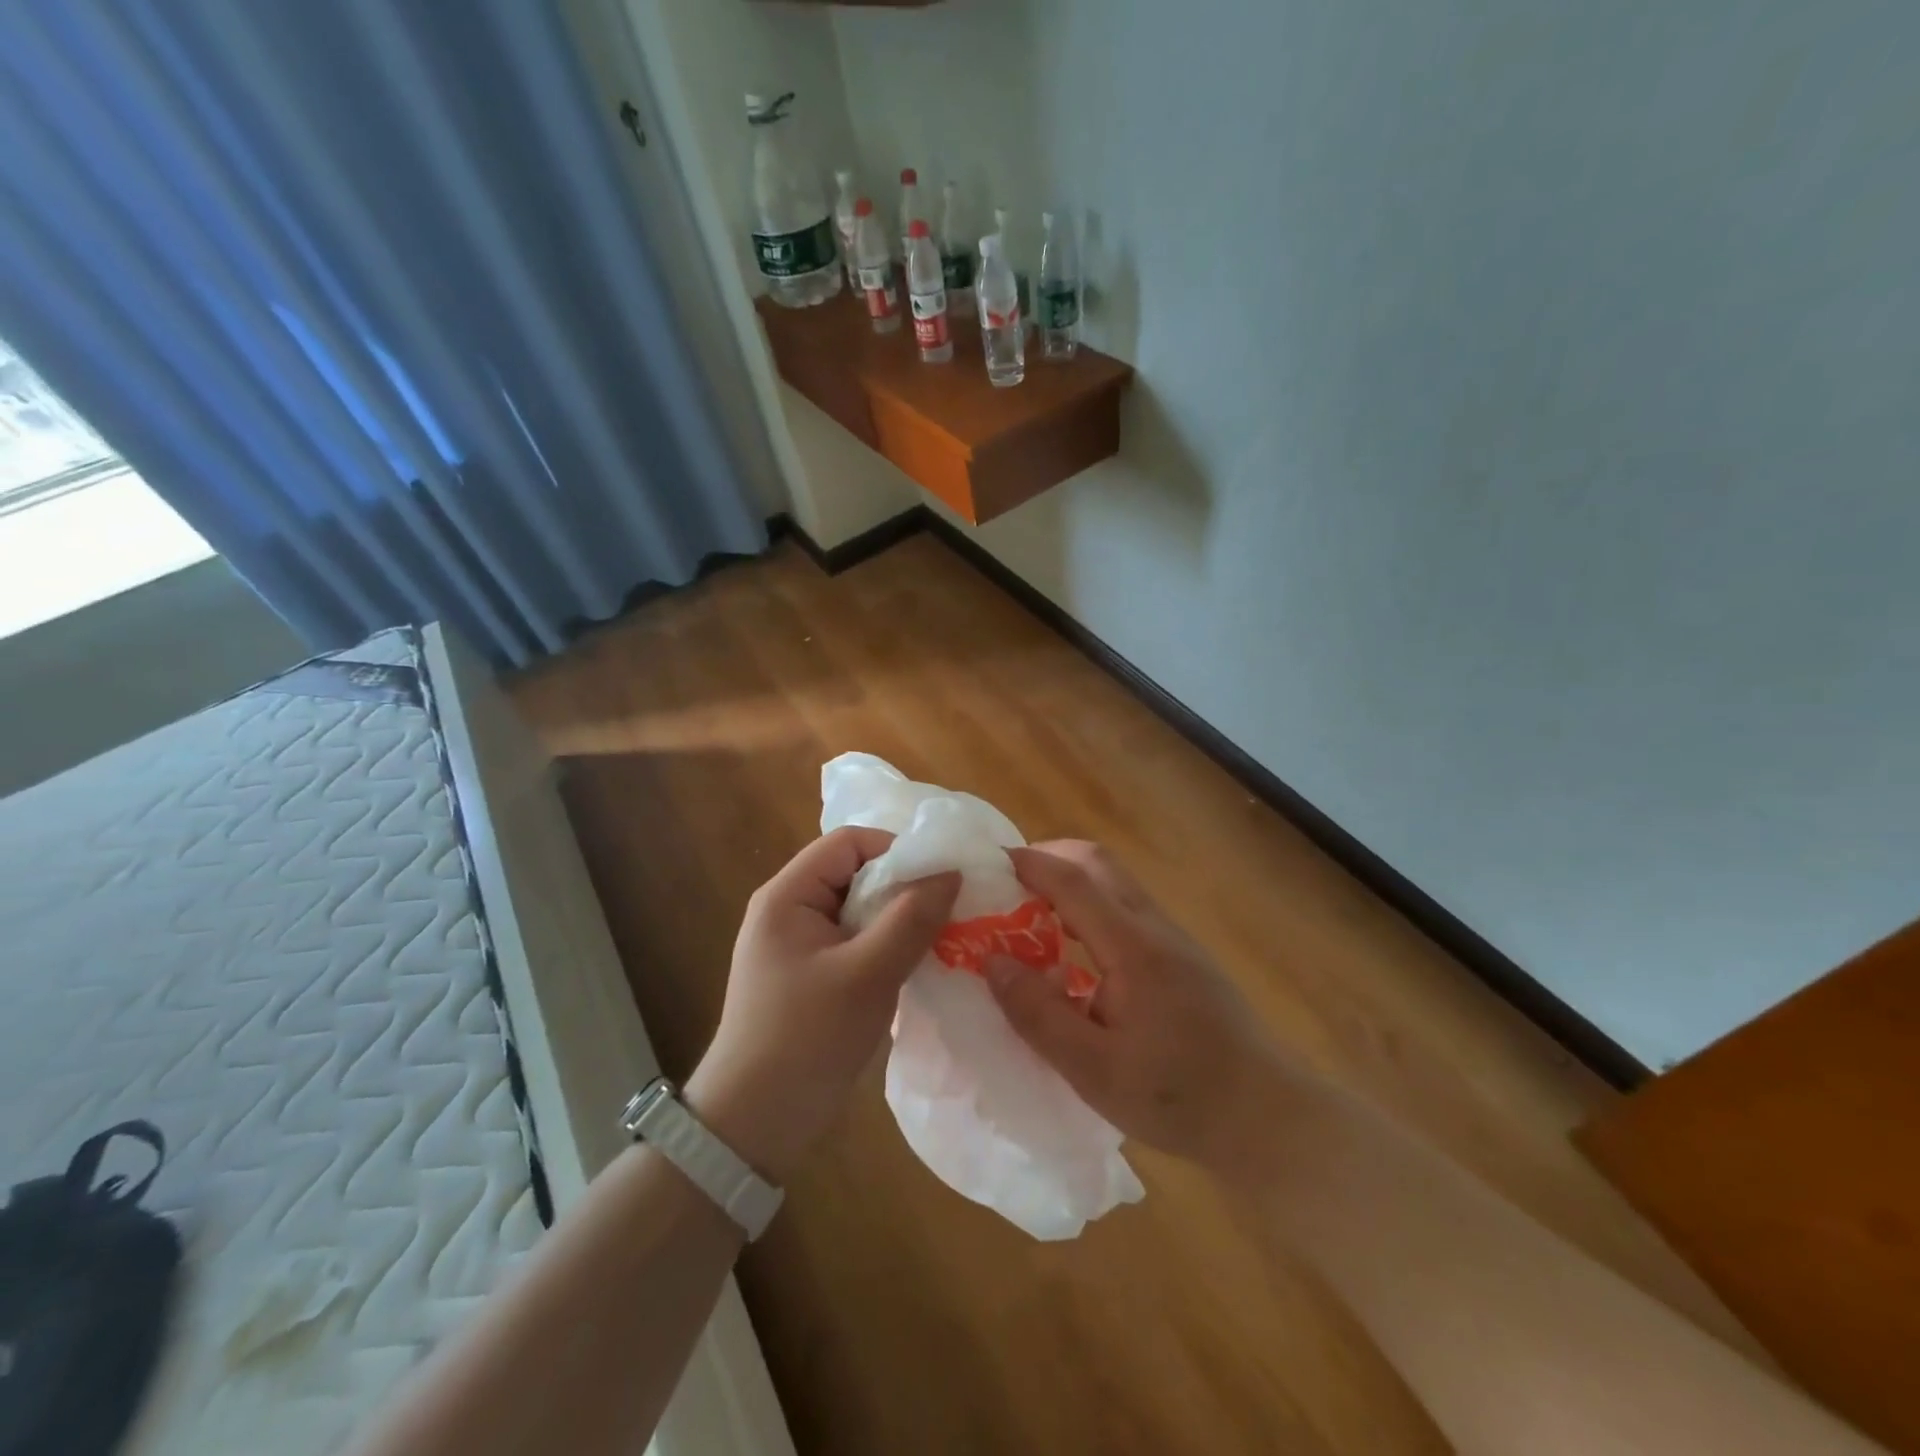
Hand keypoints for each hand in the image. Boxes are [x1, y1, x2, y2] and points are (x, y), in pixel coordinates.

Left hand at [685, 827, 958, 1185]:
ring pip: (860, 910)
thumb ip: (911, 919)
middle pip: (856, 873)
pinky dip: (887, 947)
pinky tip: (916, 966)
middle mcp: (790, 910)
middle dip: (903, 888)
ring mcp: (800, 945)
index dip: (897, 850)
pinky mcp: (812, 976)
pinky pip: (856, 942)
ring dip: (899, 920)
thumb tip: (951, 872)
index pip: (850, 843)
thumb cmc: (806, 1039)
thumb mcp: (867, 975)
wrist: (753, 1126)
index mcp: (788, 895)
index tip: (941, 880)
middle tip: (948, 912)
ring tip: (941, 939)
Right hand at [983, 840, 1296, 1175]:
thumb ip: (1039, 1014)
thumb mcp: (1094, 1070)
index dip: (1028, 863)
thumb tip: (993, 961)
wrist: (1267, 1115)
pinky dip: (1089, 906)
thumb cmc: (1178, 1096)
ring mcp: (1172, 938)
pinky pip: (1125, 908)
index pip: (1073, 880)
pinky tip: (1072, 951)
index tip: (985, 862)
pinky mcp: (1181, 956)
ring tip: (1029, 915)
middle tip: (1006, 886)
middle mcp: (1153, 927)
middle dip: (1048, 859)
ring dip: (1069, 882)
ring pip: (1114, 882)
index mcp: (1132, 947)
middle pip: (1097, 863)